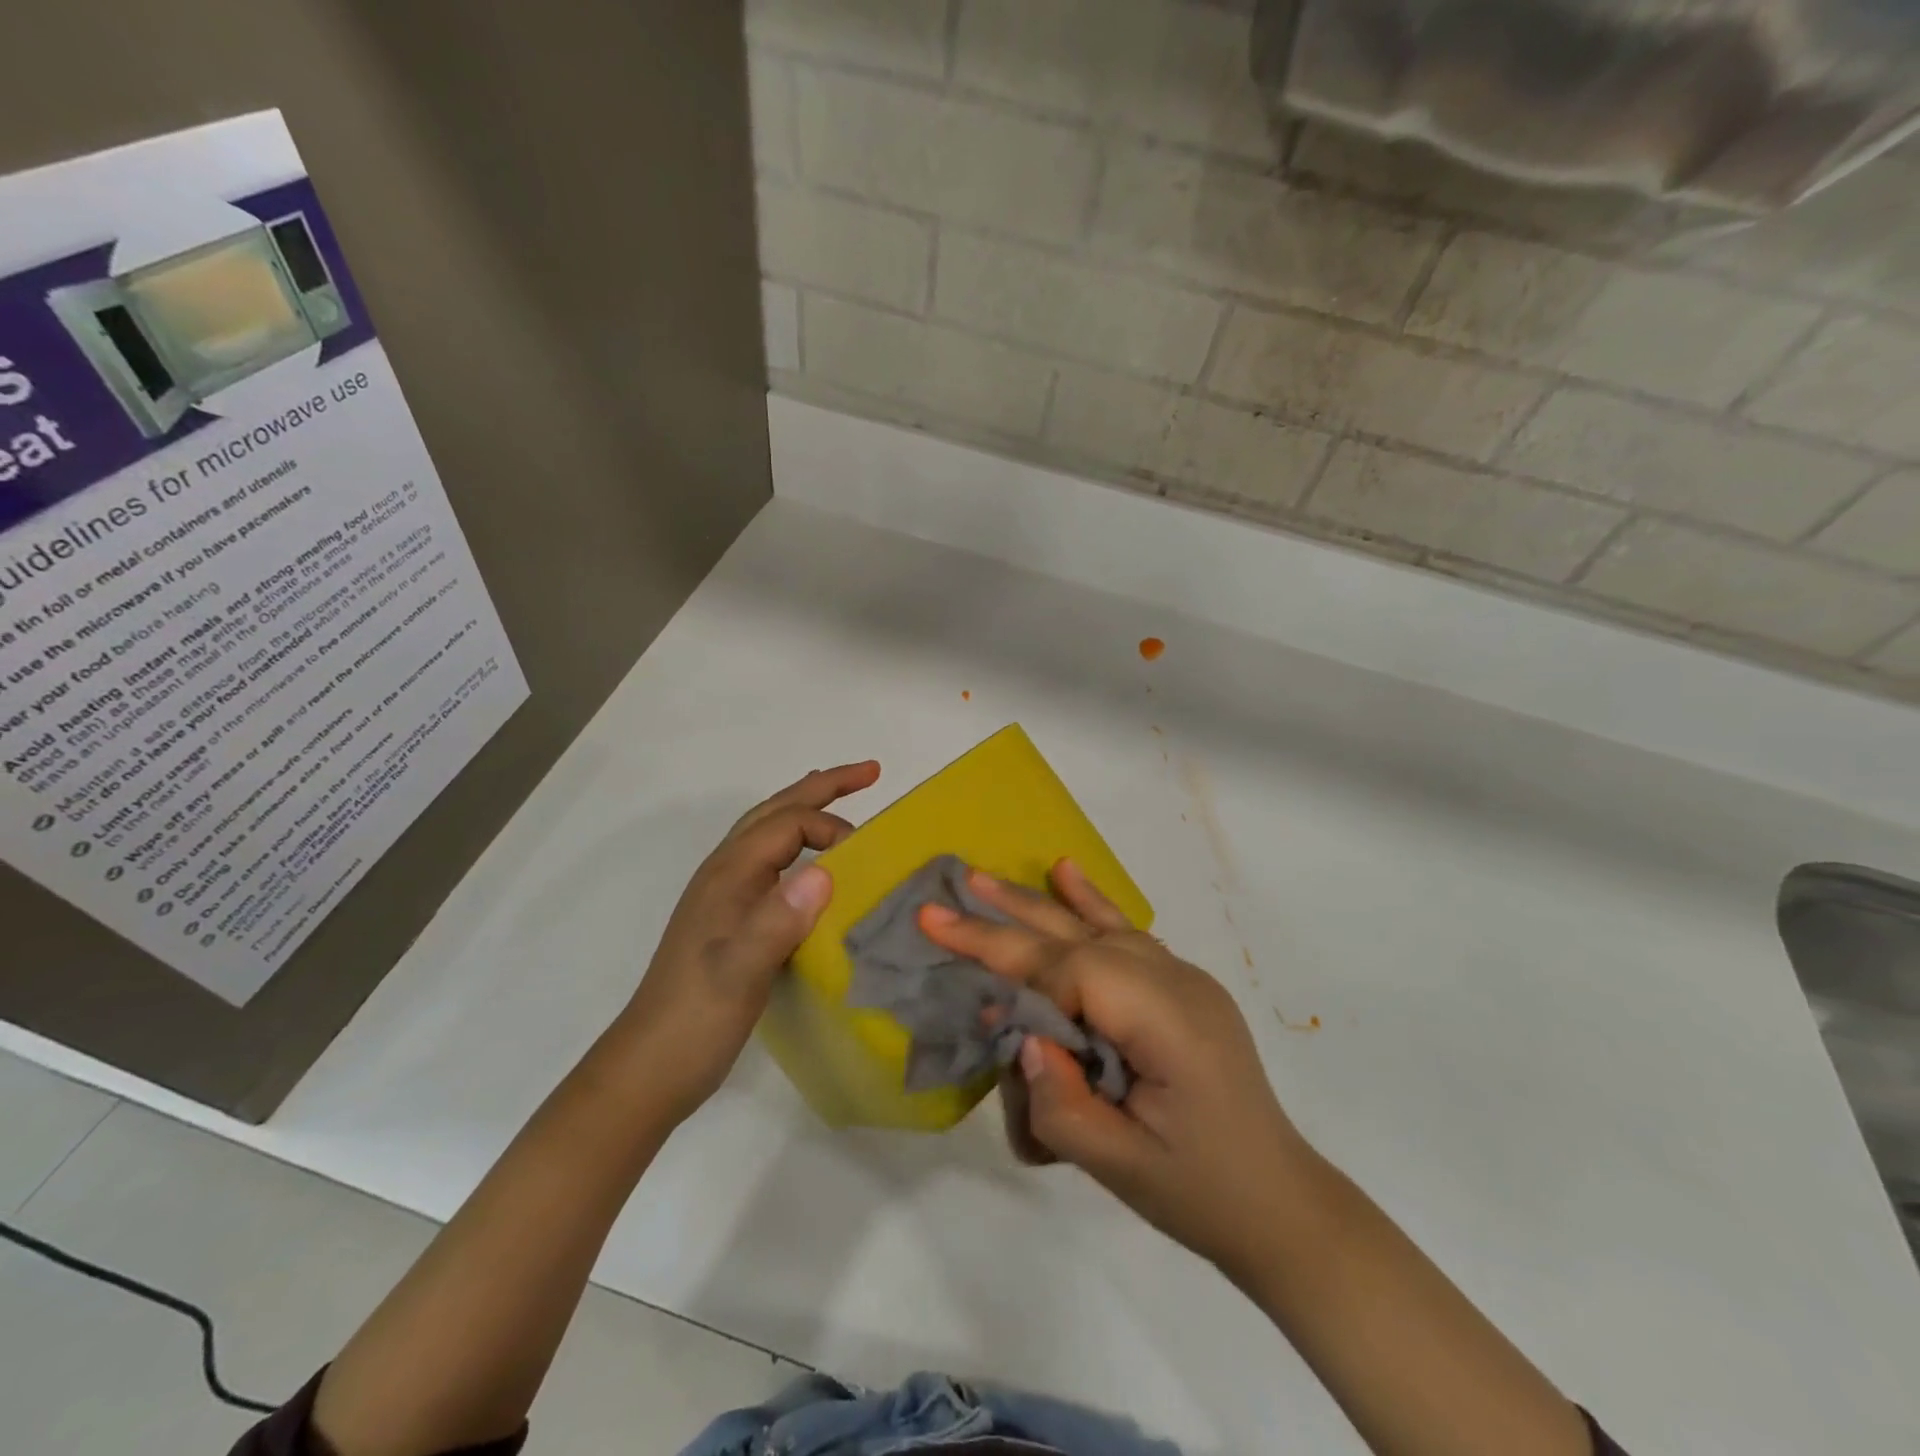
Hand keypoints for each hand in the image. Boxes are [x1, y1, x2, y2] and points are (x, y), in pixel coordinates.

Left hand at [616, 760, 880, 1121]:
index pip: (789, 824)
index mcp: (729, 873)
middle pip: (776, 811)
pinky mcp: (731, 919)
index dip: (833, 828)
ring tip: (841, 800)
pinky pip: (771, 861)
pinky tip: (812, 866)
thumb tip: (827, 871)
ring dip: (807, 809)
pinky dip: (798, 845)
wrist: (651, 1066)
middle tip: (871, 772)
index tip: (868, 858)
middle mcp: (726, 873)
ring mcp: (725, 895)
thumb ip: (779, 919)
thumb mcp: (741, 971)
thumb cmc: (697, 1016)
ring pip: (770, 833)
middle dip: (823, 787)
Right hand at [920, 860, 1314, 1276]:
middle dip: (1004, 925)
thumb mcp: (1121, 1168)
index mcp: (1167, 1021)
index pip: (1076, 973)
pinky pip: (1124, 933)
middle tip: (938, 910)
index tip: (983, 1012)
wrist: (1281, 1203)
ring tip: (981, 880)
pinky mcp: (1180, 985)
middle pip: (1076, 939)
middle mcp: (1175, 981)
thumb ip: (1059, 1103)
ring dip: (1036, 906)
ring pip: (1096, 927)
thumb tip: (1019, 1037)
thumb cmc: (1199, 1191)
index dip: (1020, 980)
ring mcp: (1183, 976)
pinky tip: (1064, 872)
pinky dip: (1088, 904)